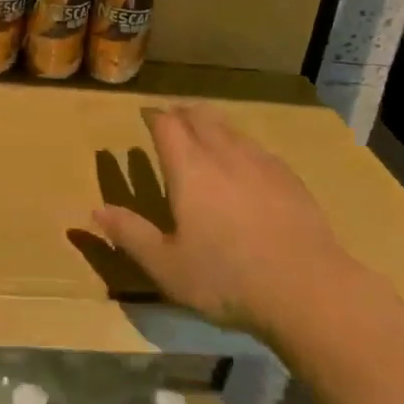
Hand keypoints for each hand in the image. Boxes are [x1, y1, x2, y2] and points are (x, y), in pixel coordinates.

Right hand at [92, 105, 353, 334]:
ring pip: (230, 128)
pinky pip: (257, 148)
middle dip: (182, 113)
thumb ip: (130, 234)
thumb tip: (95, 211)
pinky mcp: (289, 178)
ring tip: (205, 134)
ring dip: (212, 125)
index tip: (145, 115)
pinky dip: (241, 146)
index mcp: (189, 169)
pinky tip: (246, 165)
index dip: (154, 116)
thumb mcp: (167, 266)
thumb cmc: (227, 279)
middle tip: (172, 119)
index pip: (167, 125)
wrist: (308, 290)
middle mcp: (223, 154)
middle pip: (200, 116)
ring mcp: (260, 163)